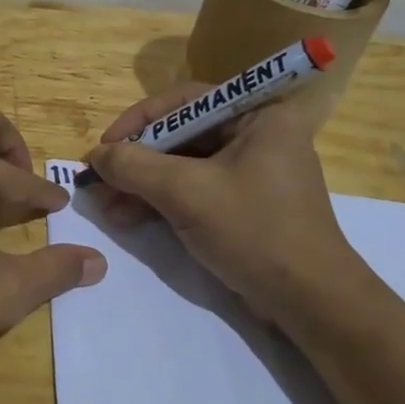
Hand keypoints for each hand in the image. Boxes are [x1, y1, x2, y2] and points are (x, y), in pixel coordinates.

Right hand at [84, 84, 362, 324]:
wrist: (310, 302)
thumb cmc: (254, 231)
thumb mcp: (187, 193)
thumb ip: (135, 166)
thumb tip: (94, 156)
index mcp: (259, 114)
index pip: (184, 101)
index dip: (138, 121)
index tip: (104, 147)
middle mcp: (257, 133)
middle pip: (181, 135)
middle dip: (137, 160)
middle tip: (99, 181)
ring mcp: (251, 170)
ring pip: (183, 165)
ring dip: (142, 184)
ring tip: (106, 207)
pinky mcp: (244, 203)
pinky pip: (194, 189)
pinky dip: (161, 201)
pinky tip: (128, 217)